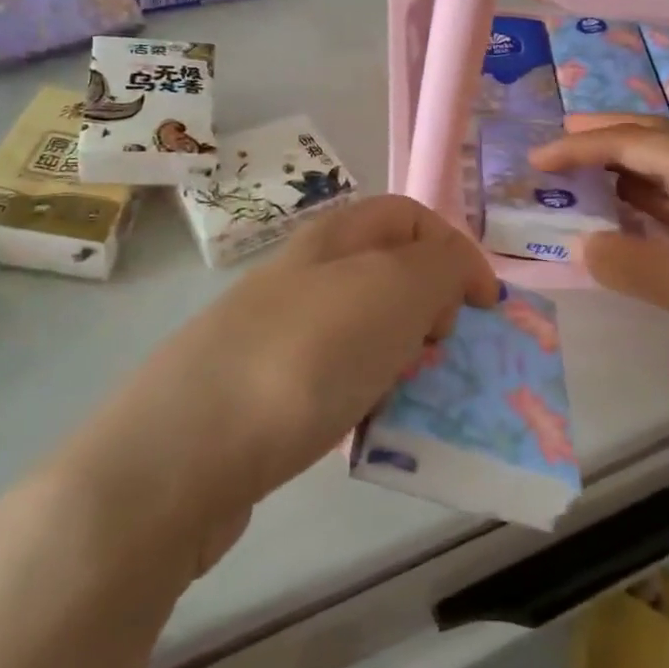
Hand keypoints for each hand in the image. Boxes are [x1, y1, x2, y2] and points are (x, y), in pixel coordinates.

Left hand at [44, 196, 497, 576]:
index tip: (485, 306)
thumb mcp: (394, 290)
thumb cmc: (306, 356)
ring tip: (408, 392)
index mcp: (335, 237)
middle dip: (431, 306)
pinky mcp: (262, 388)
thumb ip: (442, 265)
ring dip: (400, 353)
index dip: (457, 250)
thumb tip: (452, 272)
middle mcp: (304, 273)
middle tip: (441, 350)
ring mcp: (277, 331)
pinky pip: (333, 375)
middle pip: (388, 272)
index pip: (411, 216)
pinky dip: (363, 391)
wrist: (183, 452)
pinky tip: (362, 423)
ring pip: (363, 327)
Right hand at [531, 121, 668, 384]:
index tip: (536, 159)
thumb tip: (584, 245)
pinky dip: (644, 193)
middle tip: (558, 140)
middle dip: (602, 135)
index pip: (627, 142)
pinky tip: (630, 209)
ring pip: (664, 164)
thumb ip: (622, 261)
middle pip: (649, 136)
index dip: (577, 147)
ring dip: (622, 162)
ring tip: (584, 169)